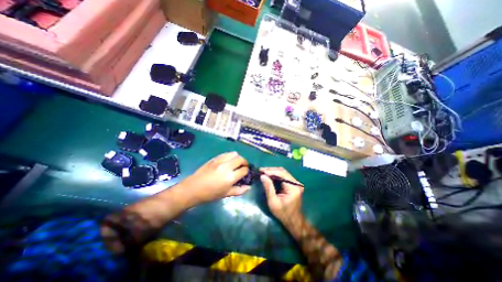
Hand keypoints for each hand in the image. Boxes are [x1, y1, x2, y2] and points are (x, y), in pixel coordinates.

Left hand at [184, 153, 250, 203]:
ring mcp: (220, 161)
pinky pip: (226, 153)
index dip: (247, 171)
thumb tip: (249, 187)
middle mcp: (227, 166)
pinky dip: (230, 156)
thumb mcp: (226, 194)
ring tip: (236, 163)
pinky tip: (228, 161)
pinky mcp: (215, 158)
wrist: (193, 188)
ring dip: (238, 158)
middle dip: (245, 162)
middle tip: (243, 167)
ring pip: (234, 154)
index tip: (246, 173)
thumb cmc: (210, 194)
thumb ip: (239, 190)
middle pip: (241, 159)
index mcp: (230, 177)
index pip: (244, 169)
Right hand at [261, 169, 303, 225]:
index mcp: (293, 188)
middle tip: (261, 170)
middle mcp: (296, 183)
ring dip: (273, 171)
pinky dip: (276, 175)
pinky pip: (284, 176)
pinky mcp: (294, 184)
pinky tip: (269, 175)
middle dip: (271, 170)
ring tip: (263, 172)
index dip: (271, 171)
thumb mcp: (273, 202)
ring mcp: (296, 183)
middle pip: (283, 171)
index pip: (282, 174)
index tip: (261, 170)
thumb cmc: (283, 214)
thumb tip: (262, 176)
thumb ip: (268, 188)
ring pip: (283, 172)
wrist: (294, 221)